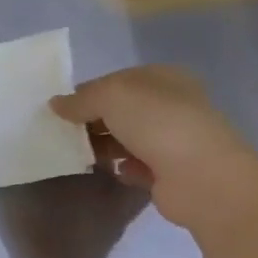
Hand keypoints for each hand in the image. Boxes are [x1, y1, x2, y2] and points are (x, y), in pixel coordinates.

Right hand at [50, 66, 257, 229]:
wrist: (203, 178)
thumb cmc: (157, 123)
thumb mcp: (109, 96)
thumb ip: (79, 99)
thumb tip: (55, 104)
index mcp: (163, 78)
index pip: (114, 80)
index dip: (86, 92)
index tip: (60, 109)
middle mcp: (171, 105)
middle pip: (118, 110)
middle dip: (90, 121)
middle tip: (63, 133)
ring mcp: (173, 140)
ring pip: (124, 138)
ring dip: (101, 146)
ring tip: (78, 154)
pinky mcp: (171, 173)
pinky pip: (134, 166)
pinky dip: (120, 168)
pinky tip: (110, 170)